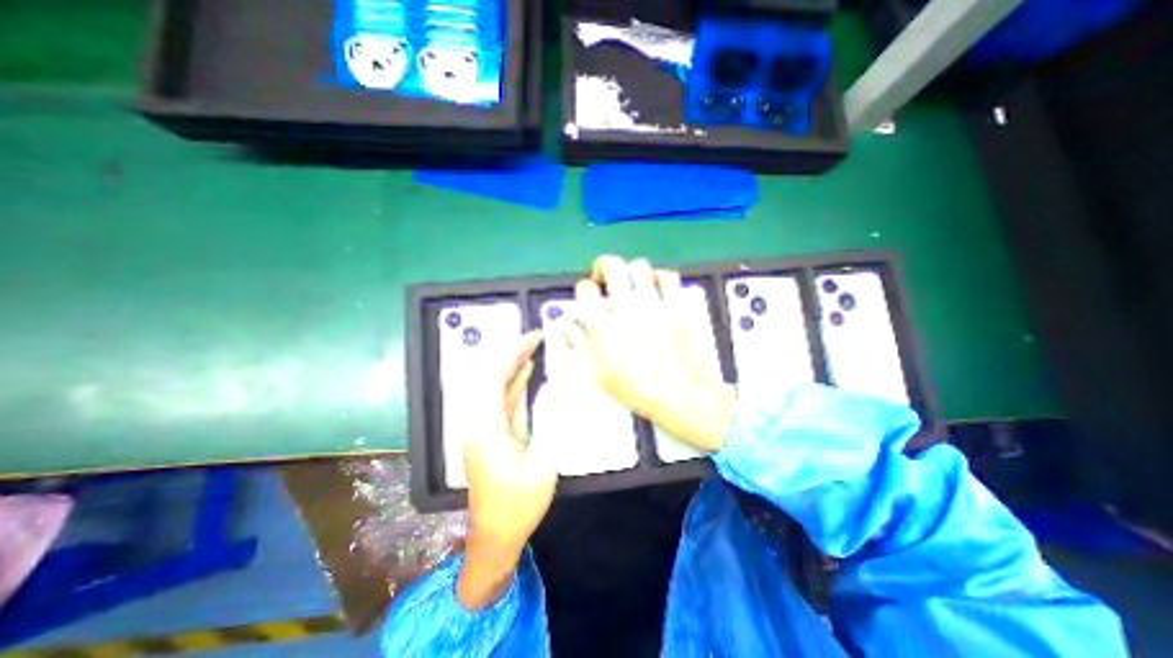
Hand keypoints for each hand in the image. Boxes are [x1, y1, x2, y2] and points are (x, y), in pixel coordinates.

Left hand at [455, 332, 555, 608]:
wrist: (495, 536)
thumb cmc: (518, 505)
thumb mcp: (541, 465)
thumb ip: (547, 423)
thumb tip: (552, 390)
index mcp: (485, 428)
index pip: (494, 377)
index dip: (512, 353)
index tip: (532, 337)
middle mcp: (478, 422)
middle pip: (491, 377)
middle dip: (512, 353)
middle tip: (536, 337)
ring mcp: (483, 427)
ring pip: (495, 387)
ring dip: (513, 365)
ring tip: (533, 347)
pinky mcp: (491, 433)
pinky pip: (501, 400)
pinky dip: (513, 383)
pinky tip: (526, 372)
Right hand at [558, 254, 729, 452]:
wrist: (677, 394)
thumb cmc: (636, 388)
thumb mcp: (598, 373)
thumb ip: (580, 344)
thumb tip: (569, 329)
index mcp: (604, 325)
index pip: (585, 290)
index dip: (583, 289)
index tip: (587, 295)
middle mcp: (627, 309)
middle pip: (611, 266)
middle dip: (603, 266)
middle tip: (604, 276)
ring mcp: (653, 305)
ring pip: (639, 267)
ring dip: (631, 271)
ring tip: (630, 282)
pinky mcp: (676, 307)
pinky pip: (668, 278)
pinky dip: (660, 277)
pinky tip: (656, 285)